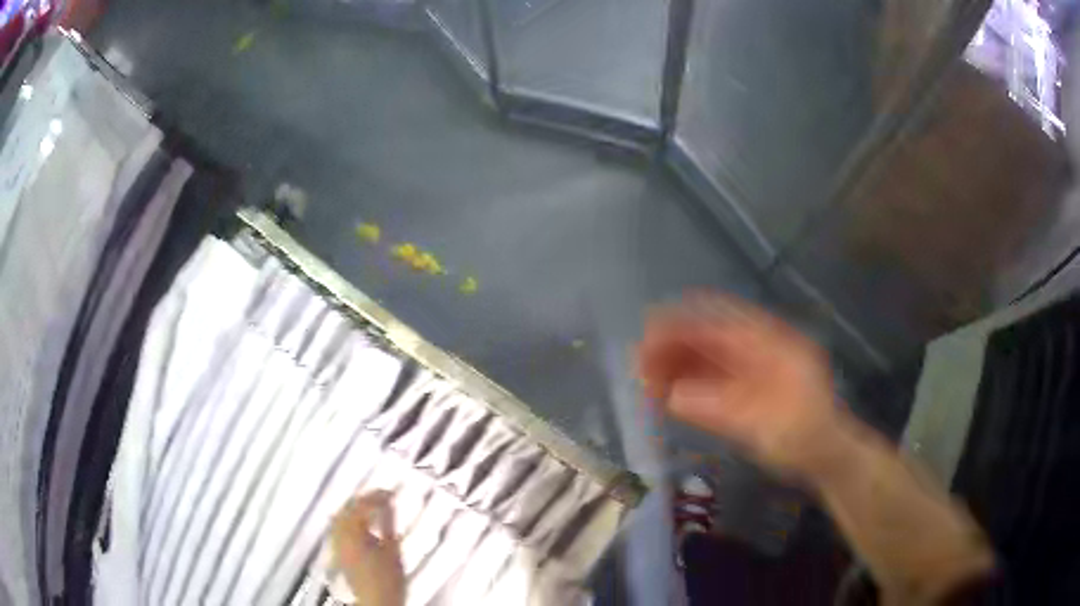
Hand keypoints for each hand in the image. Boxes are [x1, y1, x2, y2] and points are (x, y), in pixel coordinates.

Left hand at [331, 492, 405, 605]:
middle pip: (346, 508)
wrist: (376, 601)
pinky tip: (358, 525)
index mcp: (352, 531)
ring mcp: (336, 544)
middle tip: (379, 496)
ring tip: (369, 507)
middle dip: (362, 499)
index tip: (389, 493)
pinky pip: (338, 529)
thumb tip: (389, 505)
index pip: (362, 504)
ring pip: (339, 517)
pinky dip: (348, 521)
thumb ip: (389, 523)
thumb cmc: (387, 580)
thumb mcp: (393, 549)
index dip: (376, 495)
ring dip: (353, 509)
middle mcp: (339, 535)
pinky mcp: (338, 553)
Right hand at [638, 295, 850, 480]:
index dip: (683, 325)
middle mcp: (759, 347)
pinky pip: (709, 378)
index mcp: (771, 343)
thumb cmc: (803, 436)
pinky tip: (664, 394)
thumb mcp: (764, 425)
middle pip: (709, 335)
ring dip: (674, 364)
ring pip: (706, 355)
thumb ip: (718, 409)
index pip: (720, 323)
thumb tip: (670, 396)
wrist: (826, 454)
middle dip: (672, 346)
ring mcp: (752, 366)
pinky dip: (686, 383)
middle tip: (638, 366)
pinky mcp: (744, 386)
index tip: (648, 334)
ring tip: (644, 382)